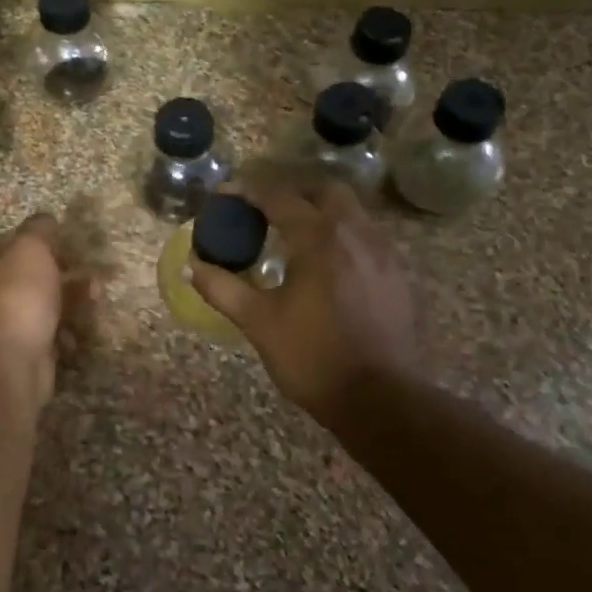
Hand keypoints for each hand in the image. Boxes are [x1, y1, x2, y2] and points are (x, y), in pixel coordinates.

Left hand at [0, 214, 80, 404]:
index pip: (14, 244)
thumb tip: (46, 218)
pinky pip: (53, 334)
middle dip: (67, 273)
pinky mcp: (29, 351)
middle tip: (94, 273)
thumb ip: (39, 229)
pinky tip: (79, 331)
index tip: (69, 241)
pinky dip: (68, 331)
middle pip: (35, 276)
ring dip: (74, 301)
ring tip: (97, 298)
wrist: (13, 359)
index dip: (42, 240)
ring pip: (48, 305)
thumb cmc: (20, 294)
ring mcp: (10, 324)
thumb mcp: (30, 248)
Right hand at [190, 181, 420, 426]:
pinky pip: (367, 238)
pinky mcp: (398, 277)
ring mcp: (384, 255)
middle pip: (325, 191)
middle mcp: (356, 235)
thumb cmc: (312, 357)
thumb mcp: (258, 322)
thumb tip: (194, 266)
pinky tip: (327, 267)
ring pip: (351, 213)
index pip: (279, 197)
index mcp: (319, 239)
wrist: (380, 400)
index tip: (225, 194)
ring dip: (320, 213)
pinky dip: (342, 237)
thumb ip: (222, 288)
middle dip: (293, 192)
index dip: (248, 190)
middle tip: (265, 211)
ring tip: (293, 237)